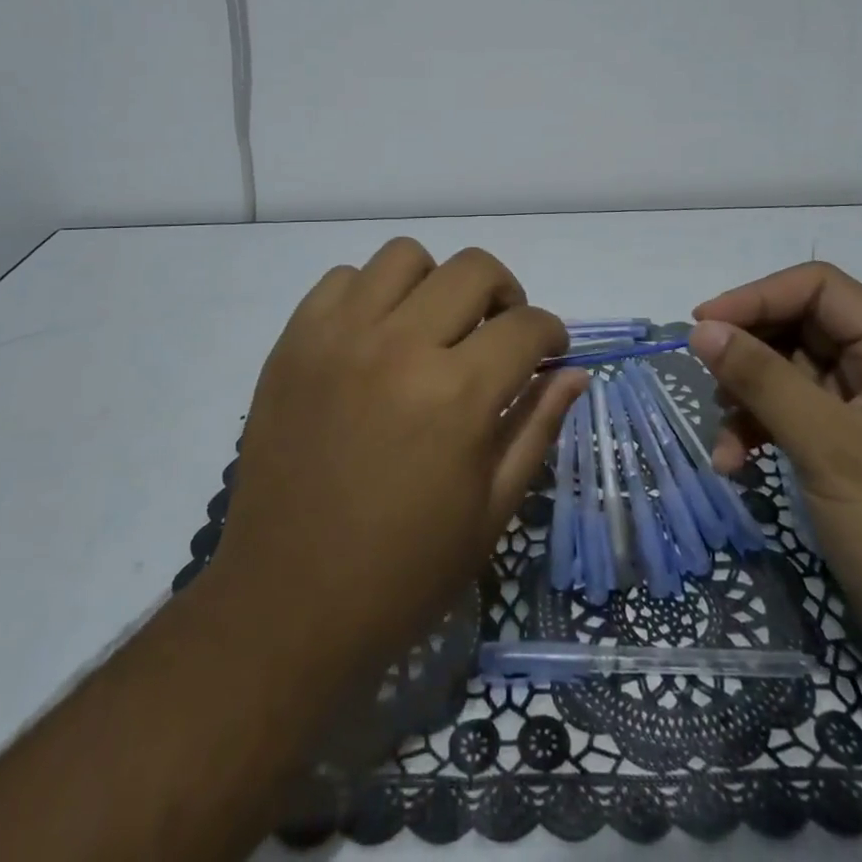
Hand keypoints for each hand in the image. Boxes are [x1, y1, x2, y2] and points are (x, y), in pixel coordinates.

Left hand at [209, 239, 585, 675]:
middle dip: (504, 294)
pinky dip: (369, 295)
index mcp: (457, 395)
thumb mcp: (491, 512)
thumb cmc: (403, 571)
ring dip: (434, 284)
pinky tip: (373, 338)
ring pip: (405, 257)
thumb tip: (574, 371)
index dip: (551, 334)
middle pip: (474, 269)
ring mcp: (339, 336)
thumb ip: (536, 427)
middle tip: (497, 333)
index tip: (547, 353)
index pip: (527, 325)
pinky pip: (342, 279)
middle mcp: (400, 346)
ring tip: (431, 327)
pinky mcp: (294, 342)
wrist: (286, 604)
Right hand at [690, 262, 861, 701]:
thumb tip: (702, 327)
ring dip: (748, 399)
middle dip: (749, 352)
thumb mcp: (832, 451)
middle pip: (800, 327)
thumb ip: (765, 381)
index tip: (702, 326)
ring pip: (790, 374)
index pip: (818, 288)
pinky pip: (794, 418)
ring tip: (724, 442)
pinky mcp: (853, 454)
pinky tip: (736, 465)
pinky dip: (761, 433)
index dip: (757, 296)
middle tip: (707, 382)